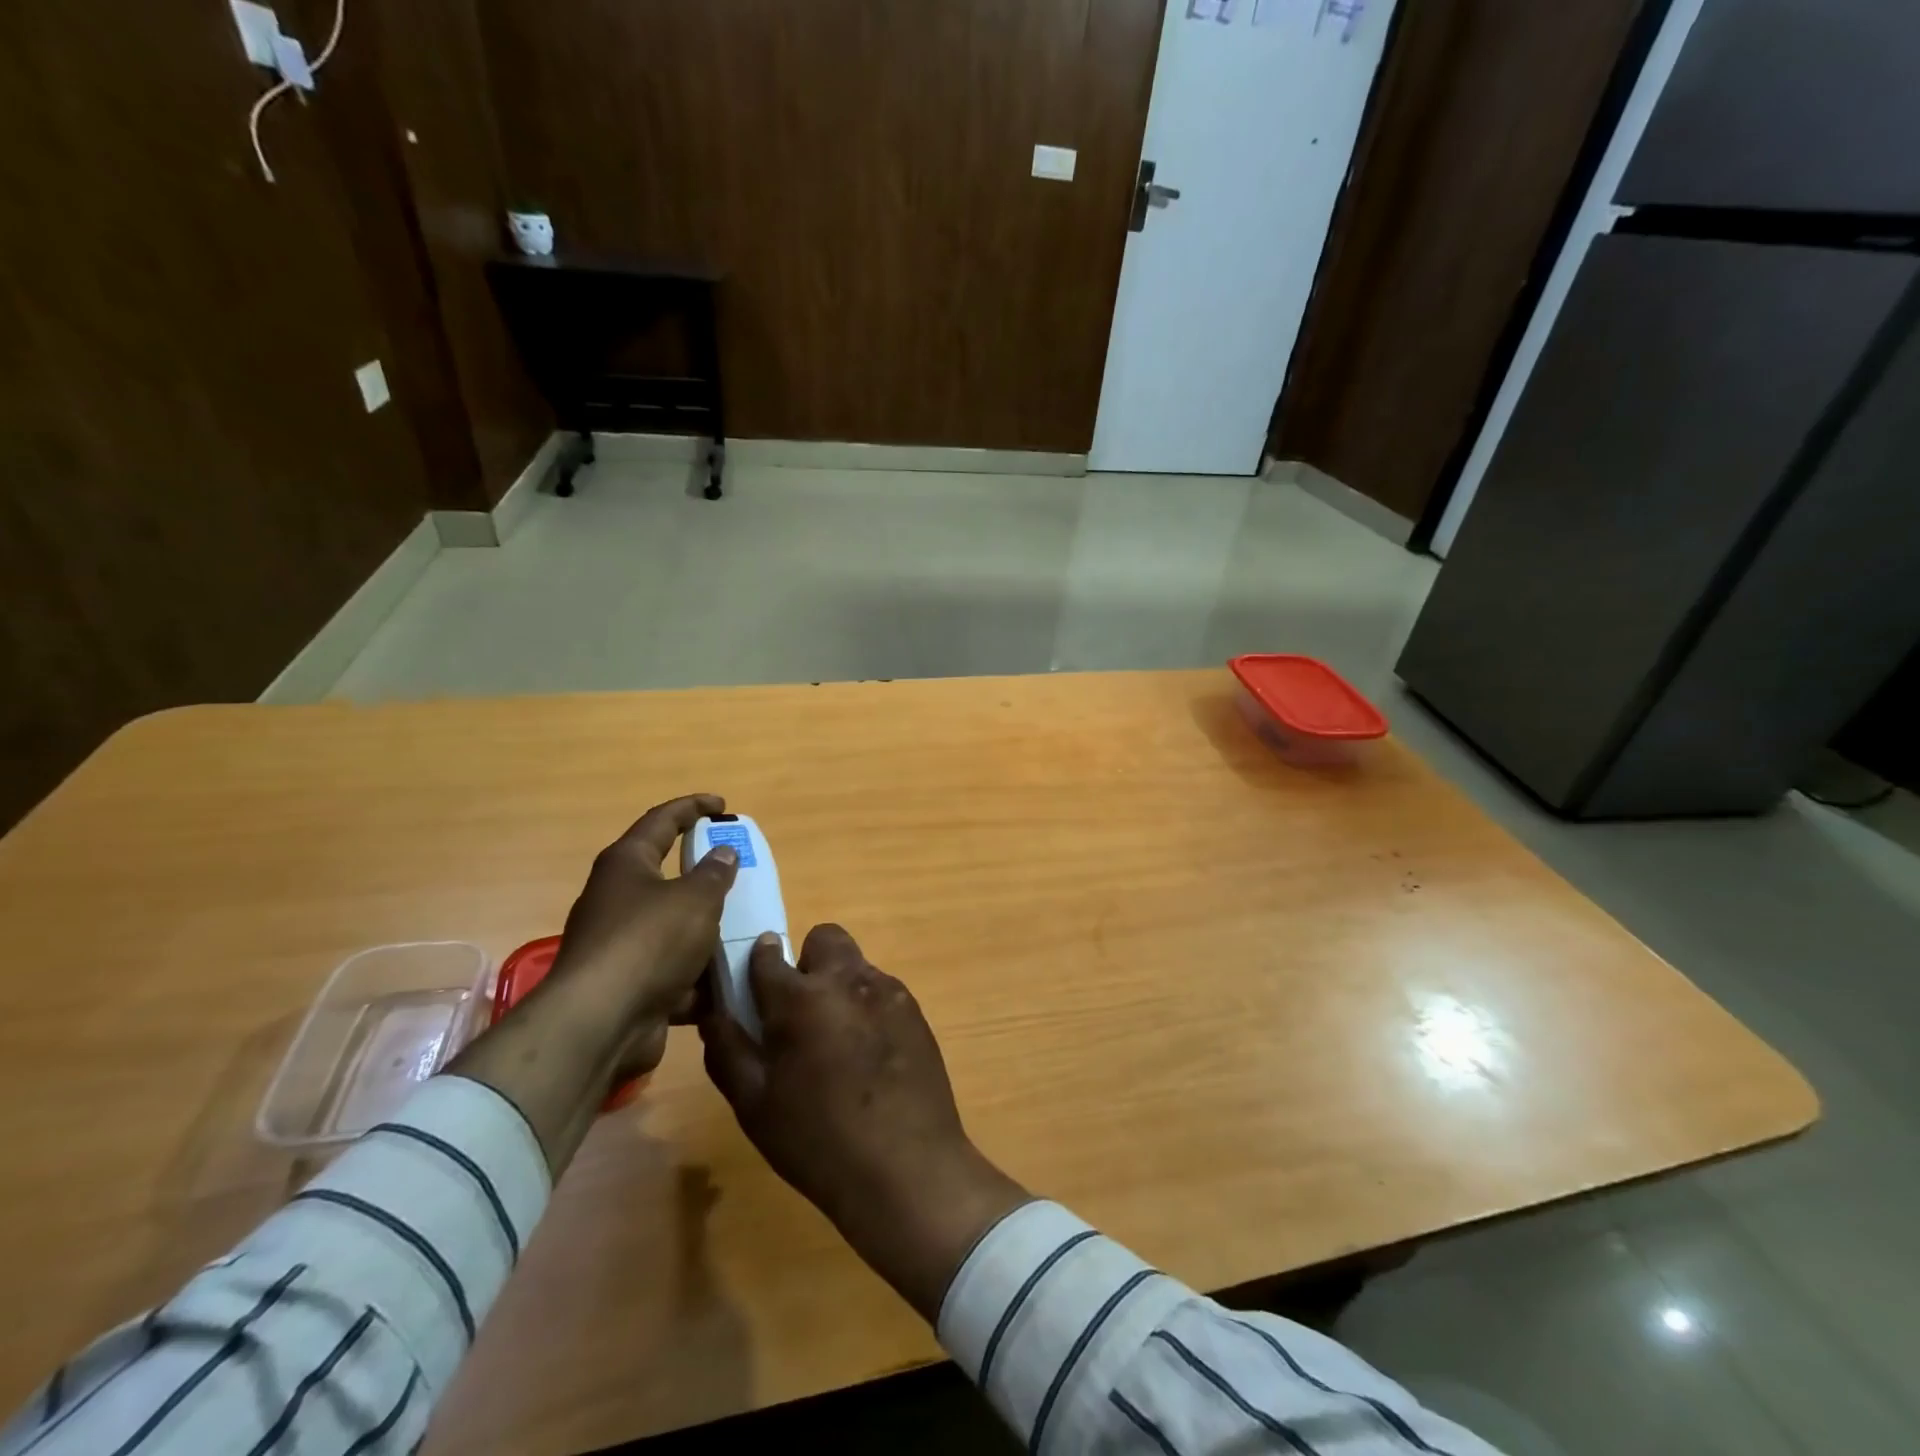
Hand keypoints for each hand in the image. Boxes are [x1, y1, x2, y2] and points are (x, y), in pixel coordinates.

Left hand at [450, 794, 737, 1174]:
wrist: (600, 1024)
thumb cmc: (649, 942)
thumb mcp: (695, 899)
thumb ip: (715, 873)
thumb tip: (723, 853)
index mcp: (627, 864)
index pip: (662, 821)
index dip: (693, 807)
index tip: (722, 805)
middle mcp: (618, 899)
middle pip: (667, 877)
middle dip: (705, 878)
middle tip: (740, 874)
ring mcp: (621, 945)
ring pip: (674, 929)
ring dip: (707, 932)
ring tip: (747, 931)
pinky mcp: (629, 985)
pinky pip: (673, 972)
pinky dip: (700, 977)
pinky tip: (731, 981)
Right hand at [701, 925, 1030, 1320]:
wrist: (906, 1166)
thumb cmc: (817, 1140)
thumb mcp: (754, 1105)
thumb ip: (728, 1050)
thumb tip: (714, 1013)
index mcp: (800, 998)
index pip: (768, 955)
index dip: (757, 964)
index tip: (754, 986)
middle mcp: (847, 979)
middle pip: (823, 939)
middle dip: (808, 963)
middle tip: (801, 1012)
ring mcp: (888, 991)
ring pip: (855, 965)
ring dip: (840, 987)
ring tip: (838, 1043)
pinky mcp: (915, 1010)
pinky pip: (882, 991)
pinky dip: (869, 1008)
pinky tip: (870, 1057)